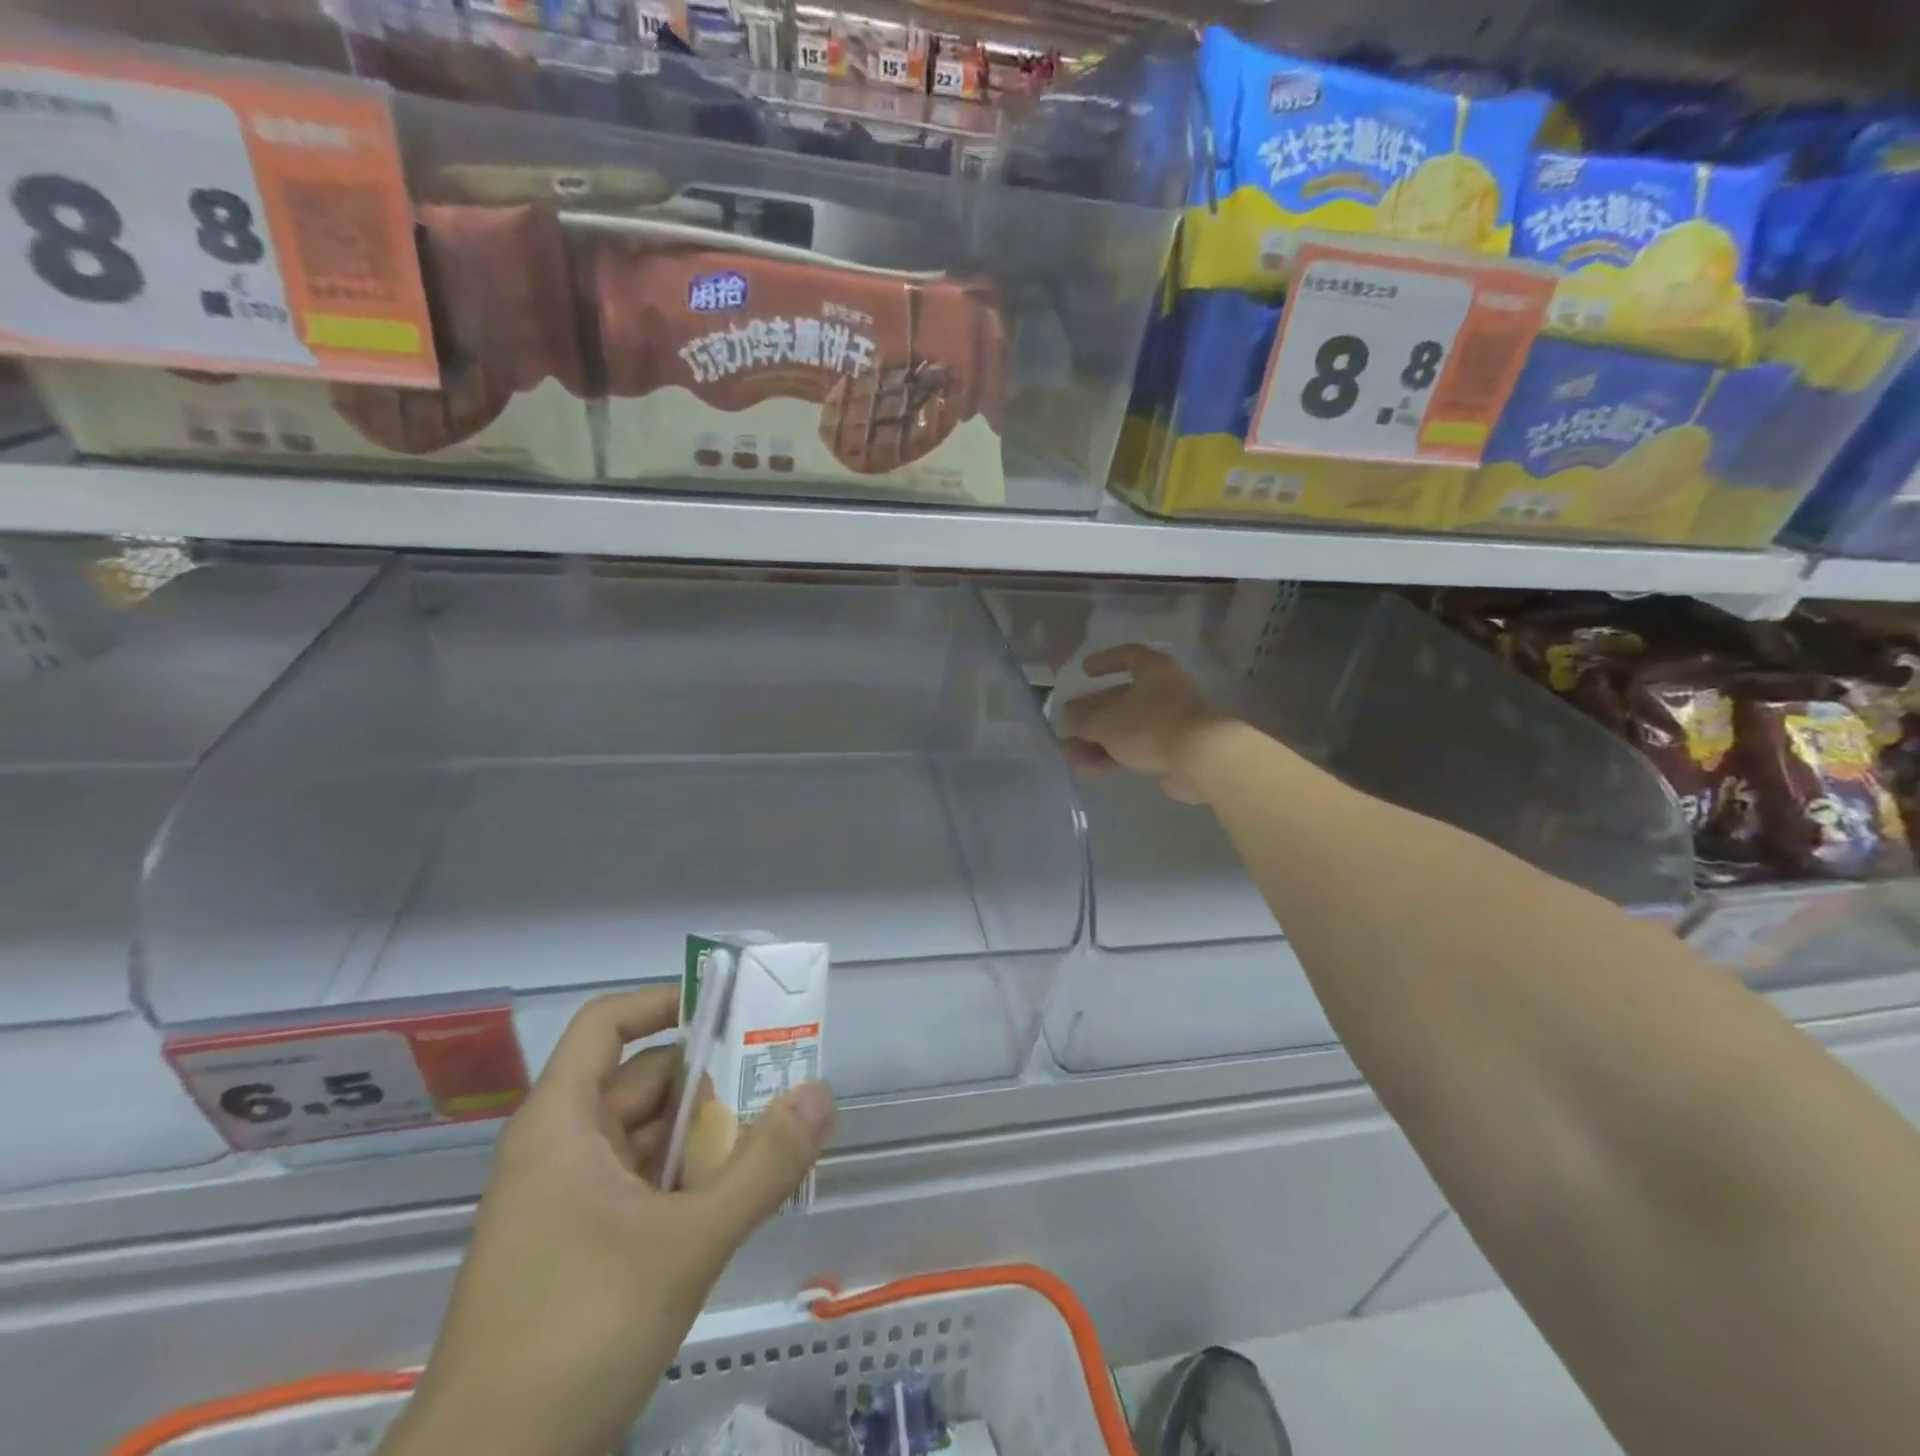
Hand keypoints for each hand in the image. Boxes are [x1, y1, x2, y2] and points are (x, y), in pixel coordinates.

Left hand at [383, 989, 834, 1455]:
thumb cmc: (574, 1337)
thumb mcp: (685, 1245)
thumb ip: (763, 1166)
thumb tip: (822, 1093)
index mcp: (561, 1123)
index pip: (608, 1024)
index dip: (665, 1002)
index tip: (731, 1007)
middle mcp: (562, 1149)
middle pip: (645, 1081)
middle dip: (714, 1077)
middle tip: (783, 1078)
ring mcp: (569, 1202)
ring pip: (651, 1138)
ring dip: (711, 1134)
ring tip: (780, 1134)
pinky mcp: (582, 1248)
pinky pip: (647, 1185)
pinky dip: (694, 1180)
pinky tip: (743, 1195)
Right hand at [1060, 644, 1234, 803]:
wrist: (1200, 760)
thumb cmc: (1150, 725)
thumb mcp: (1105, 721)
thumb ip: (1082, 718)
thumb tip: (1067, 715)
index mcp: (1154, 670)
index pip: (1128, 655)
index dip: (1105, 661)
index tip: (1084, 672)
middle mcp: (1165, 691)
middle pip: (1123, 698)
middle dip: (1093, 713)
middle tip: (1069, 724)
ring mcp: (1171, 722)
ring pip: (1127, 727)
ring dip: (1098, 739)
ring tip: (1071, 754)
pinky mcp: (1174, 750)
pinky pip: (1136, 748)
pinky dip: (1112, 755)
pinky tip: (1088, 768)